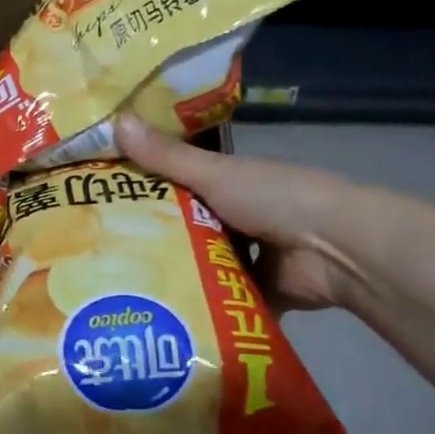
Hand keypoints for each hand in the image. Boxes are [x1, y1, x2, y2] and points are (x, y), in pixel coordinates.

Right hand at [116, 114, 374, 310]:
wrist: (336, 249)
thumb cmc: (275, 198)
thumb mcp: (214, 174)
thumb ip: (166, 157)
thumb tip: (116, 119)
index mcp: (228, 183)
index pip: (175, 185)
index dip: (141, 191)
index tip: (99, 201)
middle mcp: (235, 218)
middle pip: (183, 228)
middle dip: (149, 239)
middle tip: (99, 252)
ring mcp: (247, 257)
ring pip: (199, 266)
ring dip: (172, 275)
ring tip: (119, 288)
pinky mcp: (254, 292)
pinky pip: (219, 299)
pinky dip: (199, 306)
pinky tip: (158, 314)